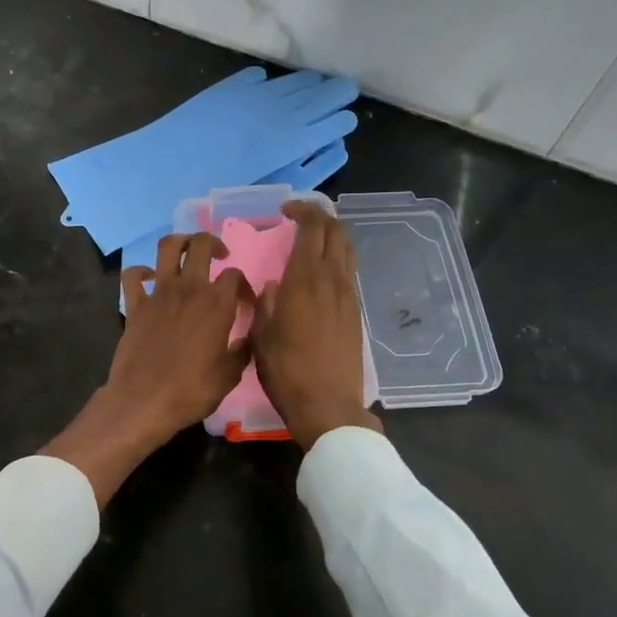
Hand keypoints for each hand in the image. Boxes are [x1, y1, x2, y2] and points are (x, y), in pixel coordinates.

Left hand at [44, 233, 248, 505]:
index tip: (244, 302)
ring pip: (167, 247)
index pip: (235, 276)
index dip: (243, 285)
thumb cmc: (192, 391)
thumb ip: (243, 348)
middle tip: (219, 256)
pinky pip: (133, 275)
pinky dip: (141, 271)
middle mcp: (189, 289)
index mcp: (217, 304)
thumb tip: (251, 335)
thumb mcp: (230, 375)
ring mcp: (158, 293)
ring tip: (187, 252)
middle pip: (201, 245)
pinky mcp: (135, 304)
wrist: (144, 402)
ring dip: (179, 242)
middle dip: (213, 243)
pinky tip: (150, 278)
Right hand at [253, 202, 380, 451]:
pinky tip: (319, 273)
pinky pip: (348, 272)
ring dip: (331, 236)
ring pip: (347, 250)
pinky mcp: (355, 312)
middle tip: (298, 220)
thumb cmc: (286, 370)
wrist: (327, 405)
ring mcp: (348, 296)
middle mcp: (331, 280)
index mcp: (305, 279)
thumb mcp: (261, 335)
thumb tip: (273, 284)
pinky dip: (336, 259)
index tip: (285, 211)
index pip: (312, 228)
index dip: (301, 211)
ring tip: (310, 241)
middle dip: (319, 217)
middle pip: (336, 231)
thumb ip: (265, 303)